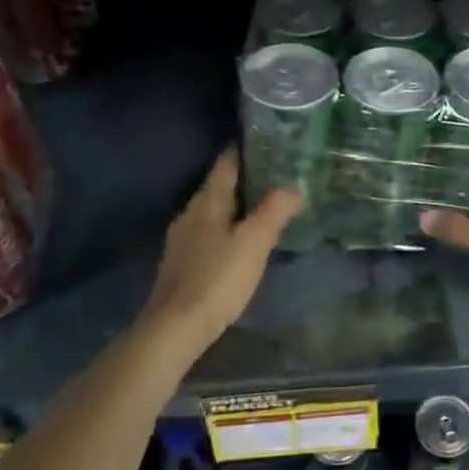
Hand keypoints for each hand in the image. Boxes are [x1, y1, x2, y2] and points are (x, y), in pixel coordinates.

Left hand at [138, 150, 301, 355]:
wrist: (174, 328)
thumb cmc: (217, 279)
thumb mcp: (254, 243)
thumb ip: (274, 211)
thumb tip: (294, 186)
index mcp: (207, 203)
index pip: (225, 166)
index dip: (241, 151)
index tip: (262, 141)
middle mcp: (190, 214)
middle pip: (216, 188)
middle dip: (241, 179)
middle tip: (272, 174)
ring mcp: (181, 240)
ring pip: (210, 212)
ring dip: (232, 206)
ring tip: (259, 207)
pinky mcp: (180, 264)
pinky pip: (206, 234)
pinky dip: (224, 229)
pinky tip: (236, 242)